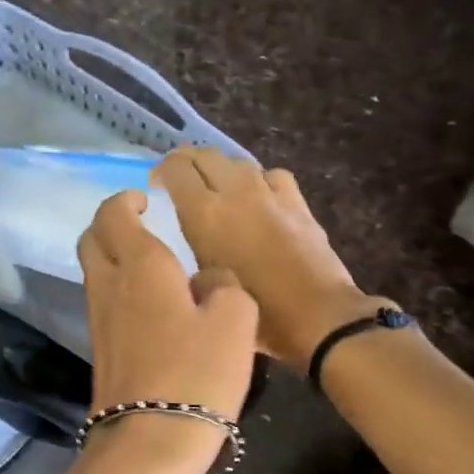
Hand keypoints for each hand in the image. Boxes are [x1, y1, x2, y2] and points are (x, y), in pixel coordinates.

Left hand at [77, 190, 259, 451]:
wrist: (152, 441)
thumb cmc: (197, 373)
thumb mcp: (235, 320)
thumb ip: (224, 285)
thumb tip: (207, 280)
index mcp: (141, 266)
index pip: (114, 215)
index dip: (126, 201)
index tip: (145, 200)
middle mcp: (110, 286)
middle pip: (91, 241)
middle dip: (110, 225)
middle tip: (140, 226)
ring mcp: (99, 321)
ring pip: (95, 273)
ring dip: (114, 259)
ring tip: (153, 267)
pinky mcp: (101, 352)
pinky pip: (105, 305)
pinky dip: (120, 292)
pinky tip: (152, 309)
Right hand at [153, 148, 385, 369]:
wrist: (317, 317)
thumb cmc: (253, 314)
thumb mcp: (204, 287)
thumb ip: (189, 253)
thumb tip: (186, 240)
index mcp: (204, 213)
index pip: (175, 169)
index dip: (161, 171)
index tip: (156, 186)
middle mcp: (234, 192)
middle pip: (205, 155)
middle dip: (188, 162)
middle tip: (181, 182)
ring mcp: (269, 193)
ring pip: (238, 162)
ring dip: (221, 169)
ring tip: (216, 188)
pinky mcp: (297, 202)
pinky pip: (271, 176)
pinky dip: (258, 180)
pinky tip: (259, 197)